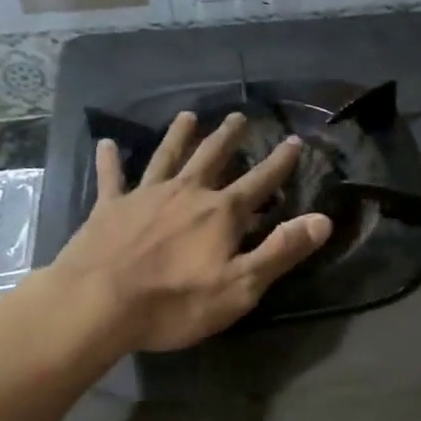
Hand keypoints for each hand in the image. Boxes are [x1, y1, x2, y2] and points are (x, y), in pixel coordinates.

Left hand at [52, 110, 331, 352]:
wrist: (96, 304)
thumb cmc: (175, 302)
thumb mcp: (241, 286)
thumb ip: (282, 250)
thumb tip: (324, 220)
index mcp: (221, 213)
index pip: (260, 181)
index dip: (280, 162)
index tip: (294, 139)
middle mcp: (186, 193)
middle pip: (212, 158)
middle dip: (228, 137)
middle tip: (238, 116)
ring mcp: (145, 196)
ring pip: (167, 157)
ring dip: (179, 136)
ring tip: (188, 116)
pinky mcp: (109, 208)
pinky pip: (112, 178)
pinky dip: (111, 160)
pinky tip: (106, 143)